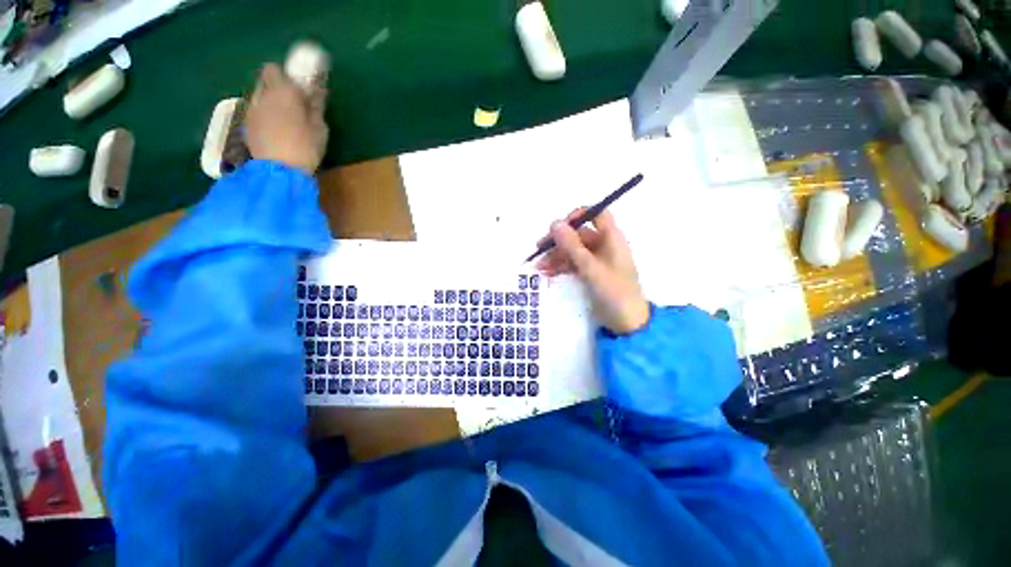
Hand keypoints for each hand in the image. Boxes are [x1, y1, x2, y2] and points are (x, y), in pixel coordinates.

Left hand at [245, 64, 328, 174]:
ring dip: (270, 101)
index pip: (276, 69)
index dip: (286, 75)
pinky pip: (255, 111)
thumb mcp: (319, 128)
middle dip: (276, 86)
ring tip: (283, 118)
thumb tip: (317, 91)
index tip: (299, 87)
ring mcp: (251, 110)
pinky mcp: (246, 125)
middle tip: (292, 102)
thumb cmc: (305, 148)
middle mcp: (262, 95)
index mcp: (283, 92)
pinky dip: (264, 115)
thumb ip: (316, 106)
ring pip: (259, 96)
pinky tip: (274, 130)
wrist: (279, 171)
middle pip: (264, 80)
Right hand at [536, 209, 649, 334]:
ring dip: (556, 256)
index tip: (560, 225)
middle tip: (540, 248)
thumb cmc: (614, 292)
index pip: (597, 215)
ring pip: (573, 250)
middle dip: (559, 241)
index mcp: (612, 239)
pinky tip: (547, 273)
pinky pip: (573, 264)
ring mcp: (596, 260)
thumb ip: (572, 246)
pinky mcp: (590, 273)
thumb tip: (554, 223)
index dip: (579, 215)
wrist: (626, 323)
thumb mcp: (591, 268)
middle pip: (579, 234)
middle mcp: (604, 246)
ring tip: (539, 266)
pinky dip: (560, 266)